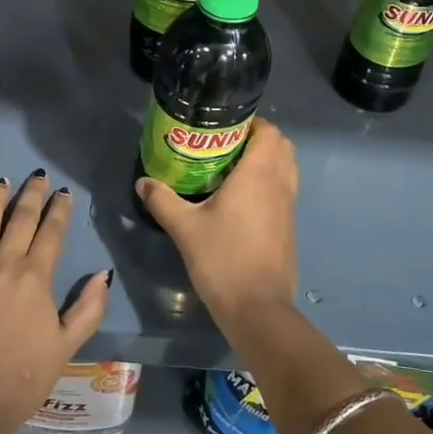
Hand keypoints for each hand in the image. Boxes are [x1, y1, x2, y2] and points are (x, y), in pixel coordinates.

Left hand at [0, 170, 111, 433]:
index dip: (59, 210)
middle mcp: (4, 265)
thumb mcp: (67, 346)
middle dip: (32, 195)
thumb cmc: (23, 378)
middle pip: (20, 220)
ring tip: (0, 181)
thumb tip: (103, 273)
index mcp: (36, 278)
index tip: (64, 192)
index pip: (51, 233)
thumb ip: (88, 308)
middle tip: (37, 176)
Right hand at [134, 119, 298, 326]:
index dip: (252, 123)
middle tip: (226, 146)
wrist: (258, 309)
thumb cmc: (222, 259)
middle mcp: (279, 184)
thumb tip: (143, 182)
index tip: (225, 127)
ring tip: (233, 169)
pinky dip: (270, 184)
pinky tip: (241, 200)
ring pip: (286, 169)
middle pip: (281, 146)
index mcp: (258, 174)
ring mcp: (289, 207)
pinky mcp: (289, 228)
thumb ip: (163, 200)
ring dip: (267, 161)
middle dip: (259, 139)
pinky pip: (284, 191)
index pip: (269, 132)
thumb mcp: (185, 228)